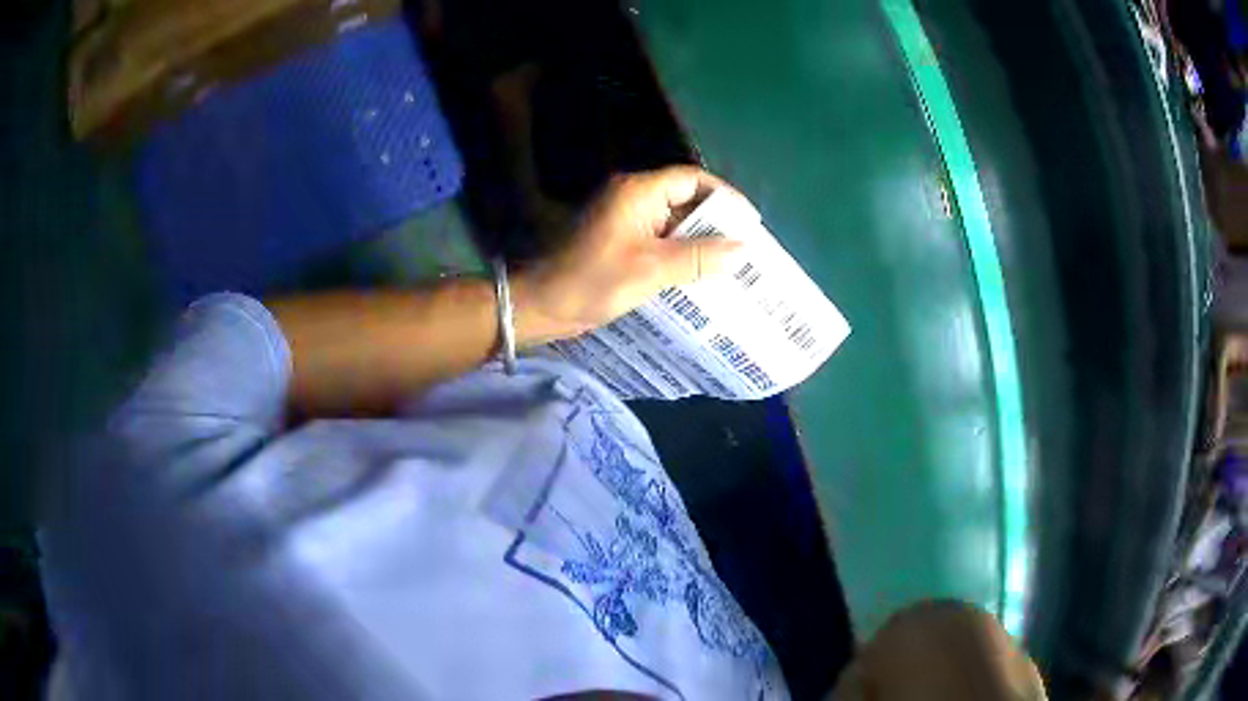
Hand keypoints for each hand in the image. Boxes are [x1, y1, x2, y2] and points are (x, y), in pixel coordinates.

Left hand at [513, 166, 748, 345]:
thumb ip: (698, 258)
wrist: (543, 306)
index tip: (750, 223)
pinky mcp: (621, 241)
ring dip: (700, 241)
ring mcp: (626, 220)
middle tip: (745, 248)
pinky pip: (661, 239)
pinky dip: (682, 253)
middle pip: (685, 199)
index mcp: (639, 192)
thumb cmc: (594, 281)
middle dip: (716, 223)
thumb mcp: (651, 269)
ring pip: (674, 222)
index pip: (692, 180)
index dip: (725, 197)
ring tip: (731, 264)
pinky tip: (700, 274)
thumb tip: (742, 250)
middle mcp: (634, 198)